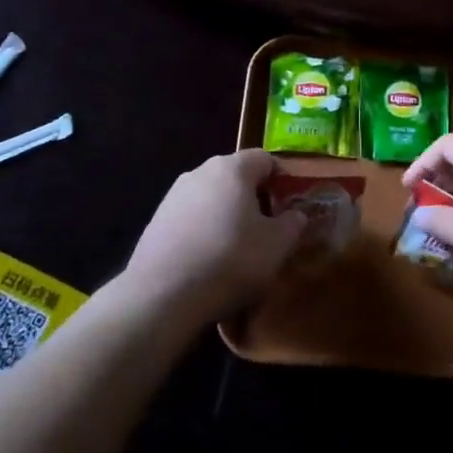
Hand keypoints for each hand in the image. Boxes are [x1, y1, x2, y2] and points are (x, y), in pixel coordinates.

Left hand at [122, 150, 301, 321]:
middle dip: (254, 199)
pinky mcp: (156, 220)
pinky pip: (191, 218)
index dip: (281, 179)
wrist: (163, 294)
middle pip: (236, 177)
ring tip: (236, 250)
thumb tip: (295, 215)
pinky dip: (204, 231)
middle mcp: (201, 171)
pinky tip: (208, 261)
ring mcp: (174, 195)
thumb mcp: (277, 245)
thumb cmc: (230, 259)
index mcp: (233, 168)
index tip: (289, 206)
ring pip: (212, 198)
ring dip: (227, 215)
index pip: (265, 159)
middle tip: (267, 230)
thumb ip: (293, 224)